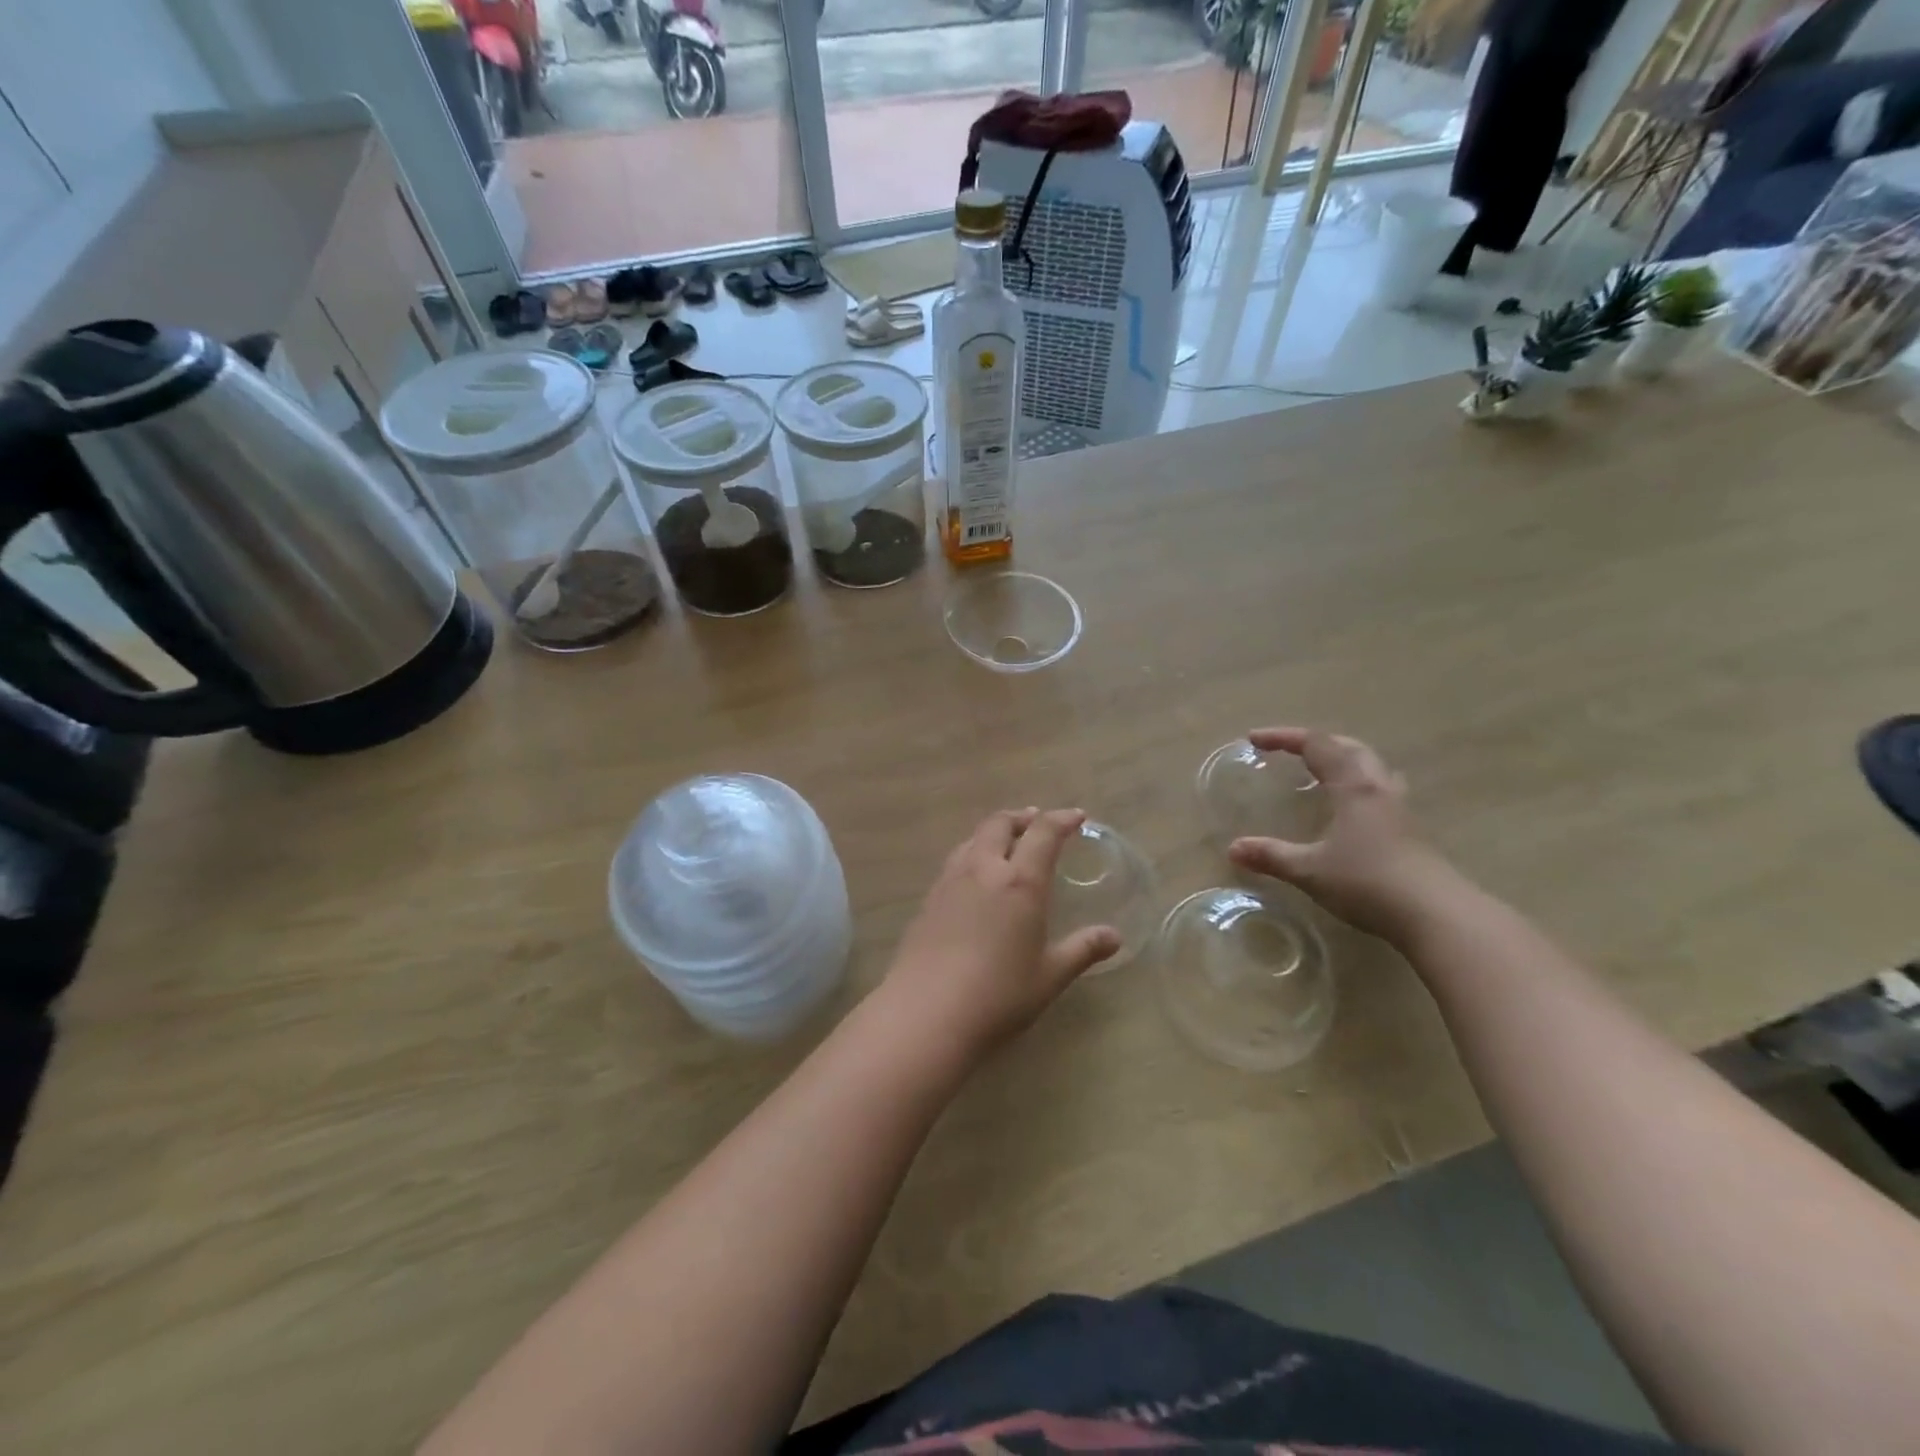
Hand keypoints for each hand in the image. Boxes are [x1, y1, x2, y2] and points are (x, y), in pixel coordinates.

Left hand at [881, 808, 1120, 1057]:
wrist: (926, 1013)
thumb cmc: (998, 995)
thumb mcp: (1049, 976)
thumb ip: (1082, 950)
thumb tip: (1114, 936)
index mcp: (1020, 882)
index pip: (1043, 834)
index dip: (1062, 820)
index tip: (1076, 816)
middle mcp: (983, 870)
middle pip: (1000, 824)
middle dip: (1022, 818)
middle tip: (1036, 820)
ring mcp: (950, 882)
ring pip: (973, 839)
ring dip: (994, 832)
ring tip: (1006, 841)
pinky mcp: (928, 900)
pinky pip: (955, 861)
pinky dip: (972, 853)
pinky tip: (975, 876)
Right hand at [1227, 728, 1453, 940]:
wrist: (1435, 915)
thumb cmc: (1368, 883)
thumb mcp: (1310, 870)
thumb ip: (1271, 856)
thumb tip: (1233, 849)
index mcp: (1353, 786)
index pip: (1317, 744)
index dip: (1284, 737)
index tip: (1254, 740)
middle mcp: (1379, 788)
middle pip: (1349, 747)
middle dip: (1315, 743)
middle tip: (1288, 751)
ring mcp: (1400, 808)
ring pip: (1371, 766)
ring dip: (1343, 759)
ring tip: (1322, 771)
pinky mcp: (1411, 830)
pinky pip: (1381, 790)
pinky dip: (1358, 784)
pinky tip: (1352, 808)